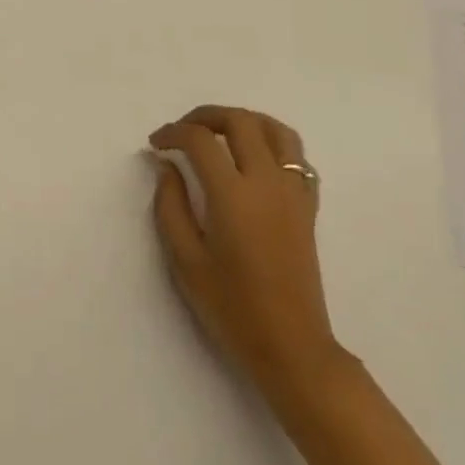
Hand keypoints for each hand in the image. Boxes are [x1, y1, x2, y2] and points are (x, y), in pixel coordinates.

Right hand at [149, 106, 347, 418]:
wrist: (292, 348)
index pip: (200, 140)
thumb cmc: (232, 308)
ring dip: (244, 121)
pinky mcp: (308, 206)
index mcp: (233, 195)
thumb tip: (167, 167)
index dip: (173, 133)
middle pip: (240, 121)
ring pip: (275, 130)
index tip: (156, 144)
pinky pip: (296, 156)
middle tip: (183, 131)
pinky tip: (254, 159)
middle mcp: (266, 182)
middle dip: (206, 116)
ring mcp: (293, 192)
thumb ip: (170, 206)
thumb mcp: (186, 261)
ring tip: (221, 134)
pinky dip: (273, 143)